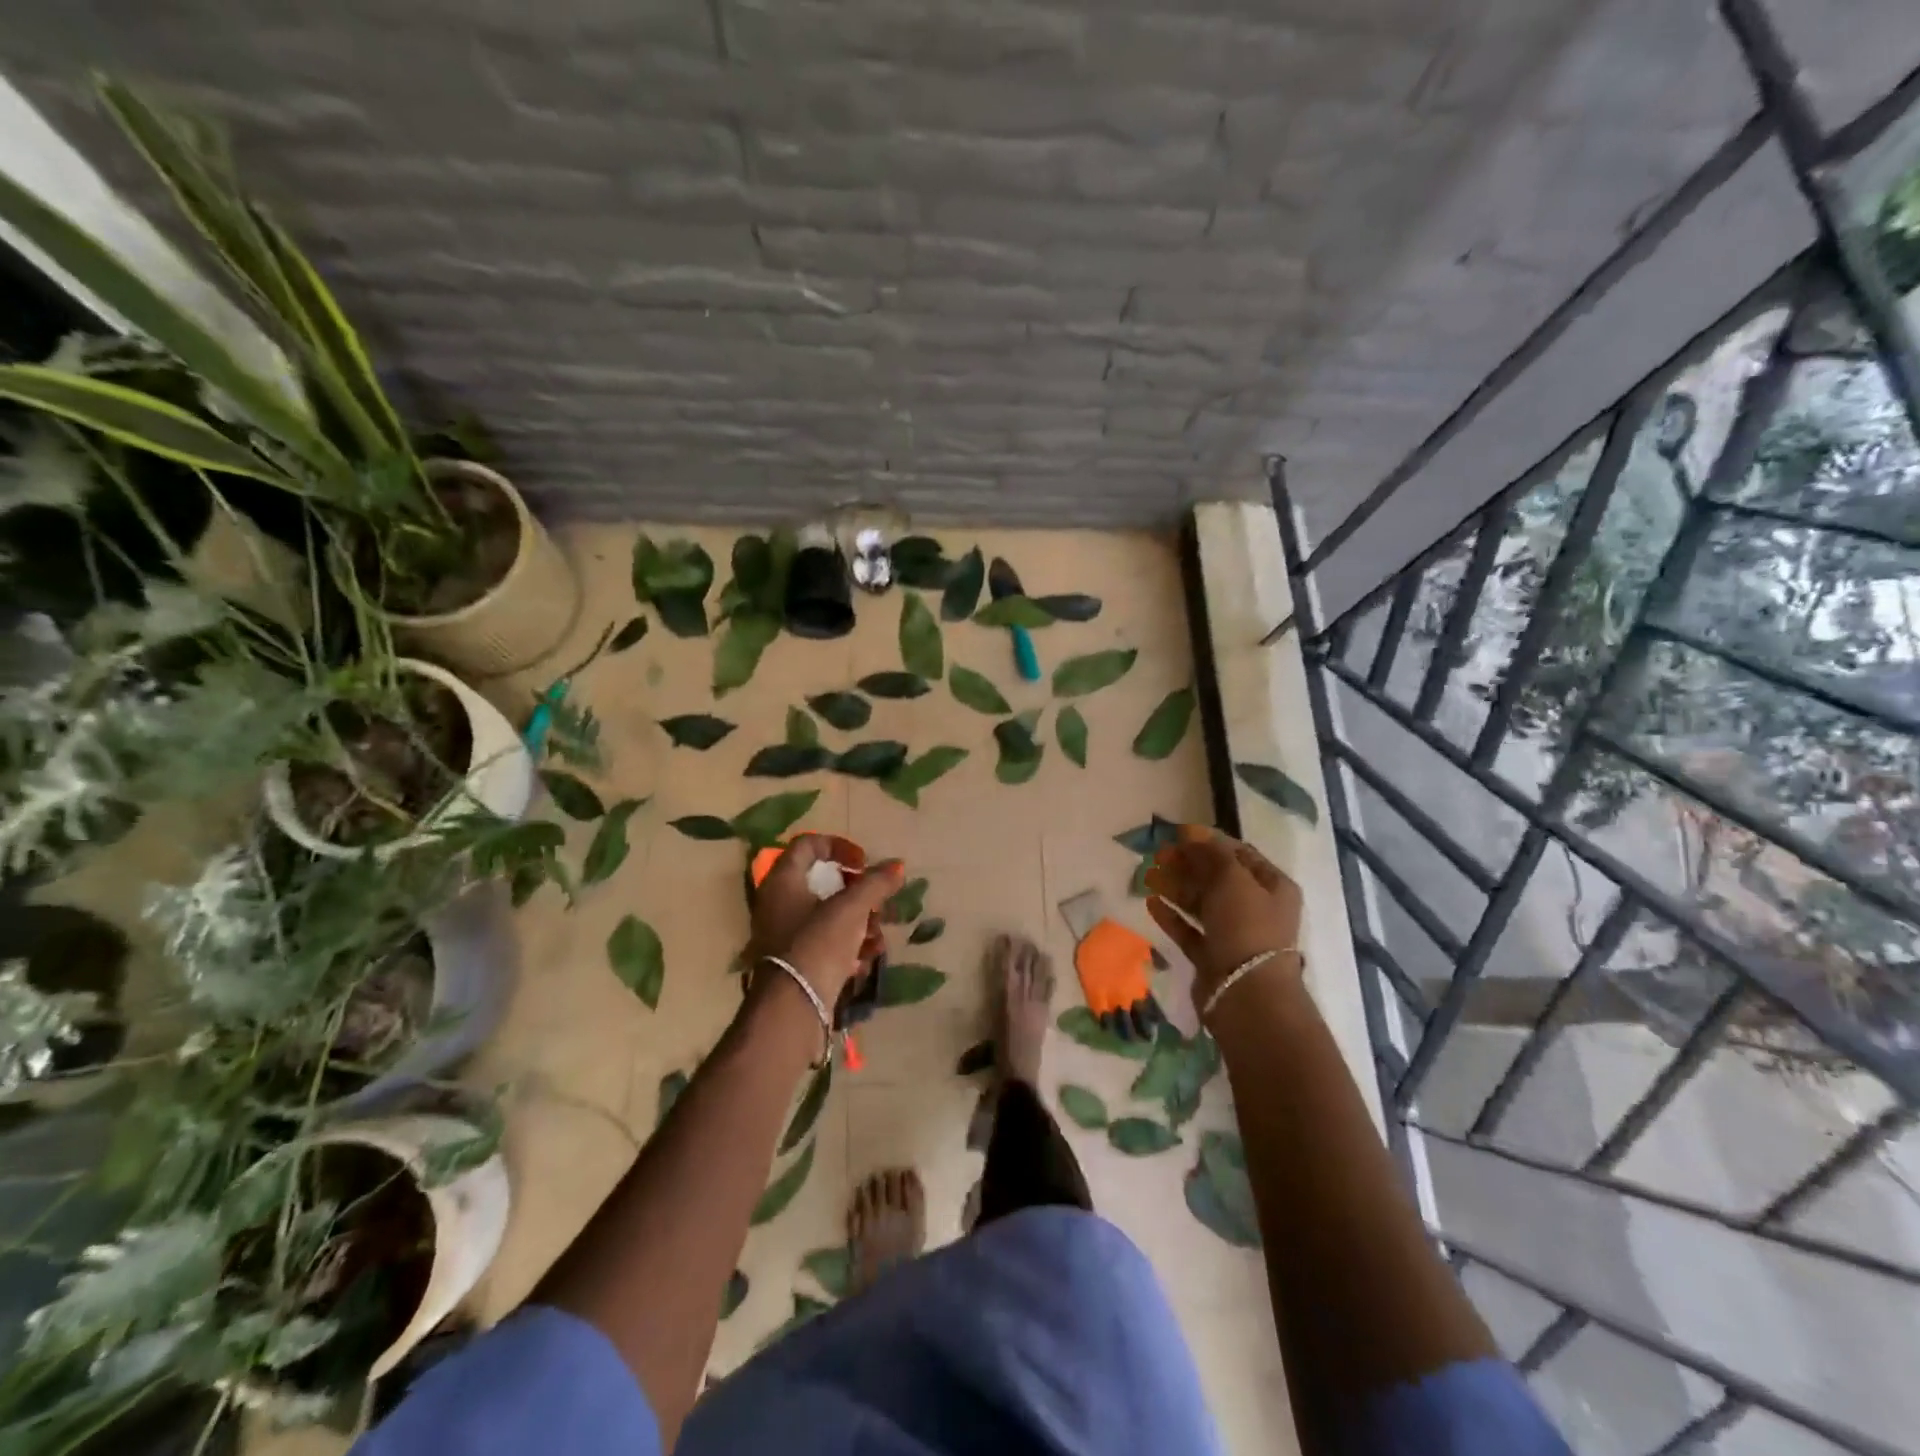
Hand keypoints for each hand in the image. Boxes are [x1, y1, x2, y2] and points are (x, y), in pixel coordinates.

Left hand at [747, 836, 899, 1011]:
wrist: (792, 1008)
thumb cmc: (817, 944)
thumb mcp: (851, 908)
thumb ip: (875, 884)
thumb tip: (897, 866)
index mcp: (783, 881)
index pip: (808, 845)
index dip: (839, 846)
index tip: (864, 863)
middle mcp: (779, 903)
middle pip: (823, 883)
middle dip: (859, 893)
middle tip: (880, 903)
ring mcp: (785, 935)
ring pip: (829, 916)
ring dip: (860, 922)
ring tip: (878, 938)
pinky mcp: (796, 962)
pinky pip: (826, 943)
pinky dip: (848, 945)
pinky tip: (867, 958)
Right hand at [1145, 825, 1302, 1012]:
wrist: (1246, 993)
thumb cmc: (1246, 926)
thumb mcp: (1232, 879)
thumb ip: (1211, 853)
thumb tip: (1192, 831)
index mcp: (1272, 886)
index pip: (1239, 854)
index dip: (1209, 841)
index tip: (1178, 834)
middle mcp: (1256, 908)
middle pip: (1217, 878)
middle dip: (1187, 864)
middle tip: (1158, 855)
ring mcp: (1234, 934)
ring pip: (1201, 903)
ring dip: (1175, 887)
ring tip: (1147, 876)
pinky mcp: (1212, 956)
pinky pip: (1189, 930)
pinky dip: (1172, 916)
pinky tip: (1151, 904)